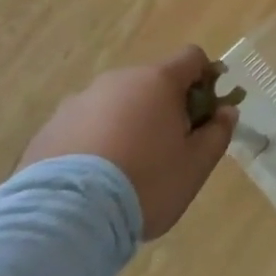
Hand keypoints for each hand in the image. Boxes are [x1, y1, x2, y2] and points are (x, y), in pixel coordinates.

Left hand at [18, 46, 237, 239]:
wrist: (65, 217)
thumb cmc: (145, 183)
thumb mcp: (196, 165)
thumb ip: (218, 133)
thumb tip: (226, 112)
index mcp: (157, 81)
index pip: (192, 58)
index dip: (206, 78)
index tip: (207, 110)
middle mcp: (117, 80)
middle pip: (151, 82)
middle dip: (165, 106)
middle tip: (168, 148)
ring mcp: (78, 102)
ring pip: (115, 104)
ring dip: (127, 123)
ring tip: (125, 169)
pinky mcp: (48, 129)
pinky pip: (83, 126)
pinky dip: (95, 142)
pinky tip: (93, 181)